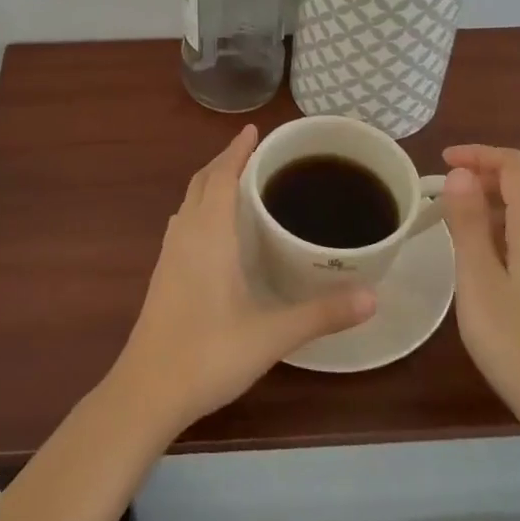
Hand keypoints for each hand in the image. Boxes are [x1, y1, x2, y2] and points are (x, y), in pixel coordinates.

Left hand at [112, 126, 375, 435]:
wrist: (147, 390)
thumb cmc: (208, 354)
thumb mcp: (271, 335)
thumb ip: (321, 314)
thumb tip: (373, 297)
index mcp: (208, 235)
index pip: (220, 176)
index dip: (236, 151)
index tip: (254, 130)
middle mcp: (185, 235)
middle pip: (201, 182)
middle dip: (224, 161)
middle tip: (255, 152)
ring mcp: (168, 254)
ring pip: (188, 202)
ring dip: (209, 183)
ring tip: (238, 182)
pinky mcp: (162, 274)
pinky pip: (183, 223)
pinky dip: (200, 208)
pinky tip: (216, 230)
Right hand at [441, 144, 519, 435]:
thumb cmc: (515, 339)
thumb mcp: (477, 277)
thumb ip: (468, 221)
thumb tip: (462, 175)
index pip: (514, 166)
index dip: (478, 155)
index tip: (442, 162)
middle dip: (493, 176)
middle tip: (455, 191)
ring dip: (506, 204)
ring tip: (466, 224)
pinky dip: (518, 229)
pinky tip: (495, 261)